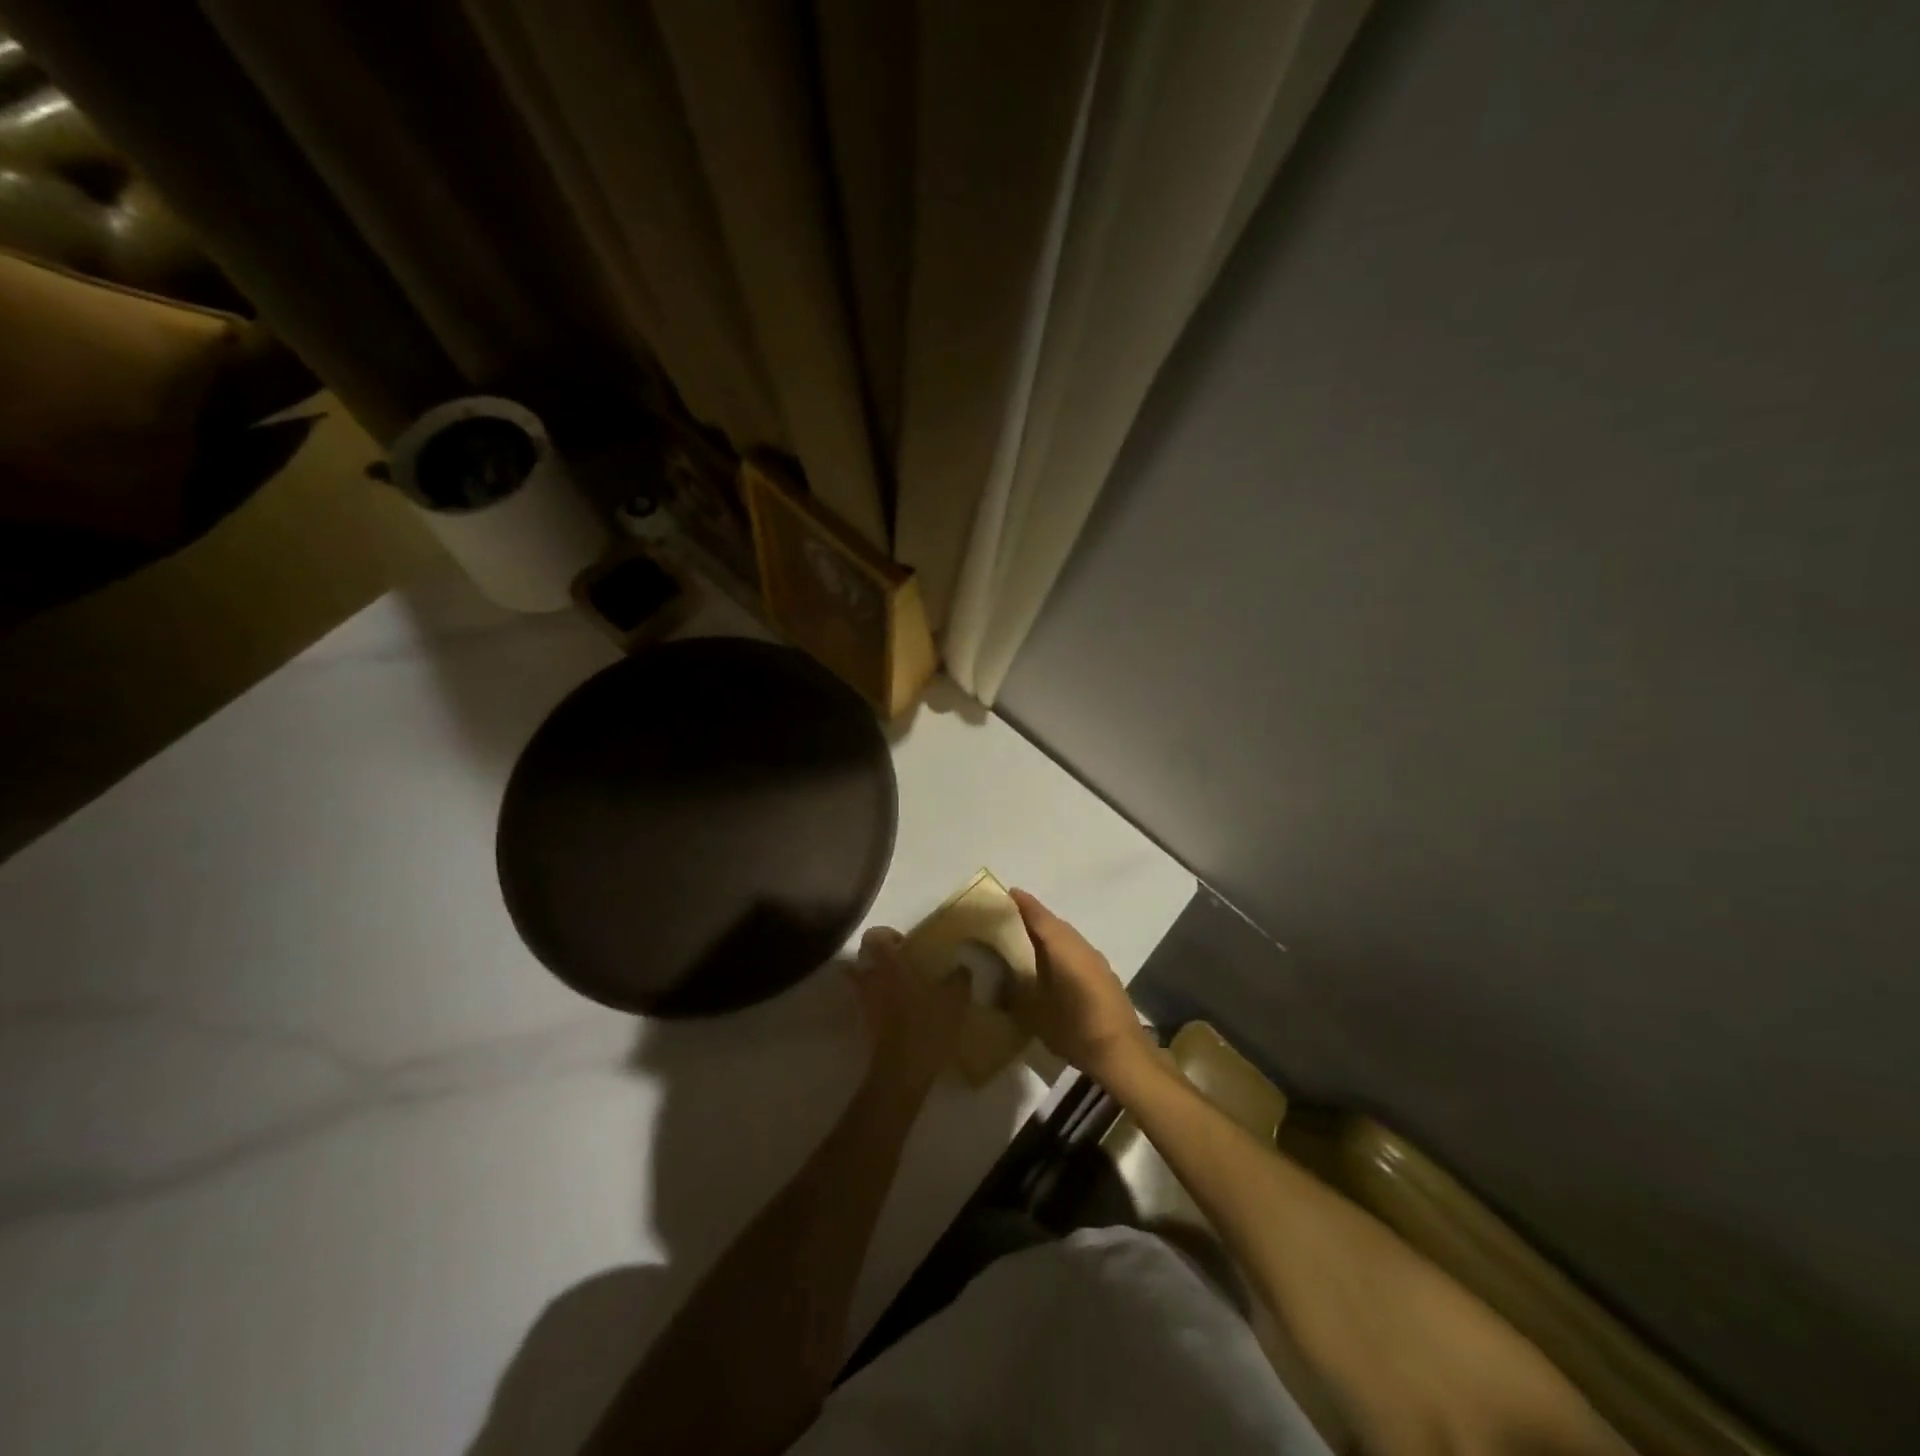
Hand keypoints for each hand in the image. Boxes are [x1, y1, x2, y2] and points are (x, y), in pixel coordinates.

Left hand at [847, 927, 969, 1089]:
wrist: (902, 1072)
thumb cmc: (927, 1027)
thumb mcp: (955, 1000)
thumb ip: (959, 979)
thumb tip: (961, 968)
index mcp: (890, 965)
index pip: (874, 936)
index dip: (886, 934)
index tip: (905, 944)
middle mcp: (871, 979)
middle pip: (862, 957)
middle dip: (878, 957)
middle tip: (902, 965)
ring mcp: (863, 1003)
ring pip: (860, 981)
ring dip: (875, 980)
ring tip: (901, 988)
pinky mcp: (864, 1025)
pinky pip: (866, 1003)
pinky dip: (876, 1002)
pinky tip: (900, 1012)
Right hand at [1010, 889, 1147, 1083]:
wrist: (1122, 1053)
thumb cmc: (1074, 1029)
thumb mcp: (1034, 1013)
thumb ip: (1014, 993)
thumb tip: (998, 980)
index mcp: (1063, 948)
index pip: (1040, 917)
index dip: (1024, 904)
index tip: (1008, 892)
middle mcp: (1081, 947)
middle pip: (1055, 924)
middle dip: (1035, 918)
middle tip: (1012, 917)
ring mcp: (1097, 961)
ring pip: (1068, 938)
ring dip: (1050, 935)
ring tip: (1028, 941)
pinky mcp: (1105, 976)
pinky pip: (1077, 952)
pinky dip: (1062, 951)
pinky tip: (1053, 966)